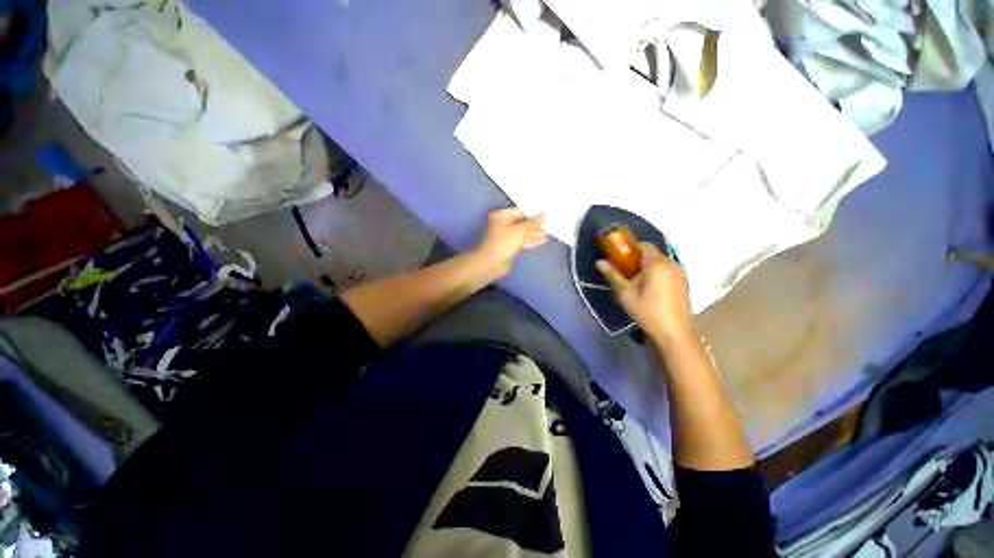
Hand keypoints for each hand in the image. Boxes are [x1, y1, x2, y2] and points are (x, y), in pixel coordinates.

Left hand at [474, 208, 547, 279]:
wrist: (491, 264)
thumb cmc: (503, 244)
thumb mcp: (520, 231)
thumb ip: (533, 223)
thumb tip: (544, 214)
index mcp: (502, 216)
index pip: (521, 211)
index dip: (534, 213)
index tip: (548, 214)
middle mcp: (503, 224)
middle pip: (523, 222)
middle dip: (536, 225)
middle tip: (550, 224)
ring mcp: (507, 236)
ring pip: (523, 232)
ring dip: (535, 234)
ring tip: (549, 233)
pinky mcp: (510, 246)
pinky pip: (522, 241)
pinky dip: (531, 241)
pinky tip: (542, 240)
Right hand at [596, 243, 693, 340]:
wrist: (675, 333)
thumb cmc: (647, 311)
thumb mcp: (626, 293)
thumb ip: (613, 275)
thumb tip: (599, 262)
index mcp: (657, 263)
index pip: (643, 245)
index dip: (630, 249)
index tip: (618, 259)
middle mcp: (671, 263)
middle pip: (651, 254)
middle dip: (636, 260)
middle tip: (623, 273)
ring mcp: (679, 273)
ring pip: (659, 263)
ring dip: (646, 267)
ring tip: (634, 283)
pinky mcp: (683, 283)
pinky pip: (666, 271)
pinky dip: (655, 274)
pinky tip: (648, 290)